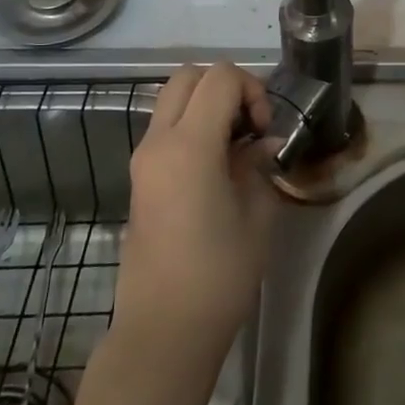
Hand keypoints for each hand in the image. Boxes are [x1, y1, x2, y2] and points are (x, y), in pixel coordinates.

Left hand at [116, 62, 281, 352]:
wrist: (164, 328)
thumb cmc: (219, 273)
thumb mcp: (257, 213)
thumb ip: (259, 164)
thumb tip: (262, 144)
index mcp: (189, 146)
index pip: (220, 77)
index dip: (252, 90)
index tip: (264, 129)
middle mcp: (158, 142)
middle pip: (188, 76)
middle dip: (226, 87)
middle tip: (250, 125)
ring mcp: (143, 159)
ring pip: (173, 100)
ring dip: (207, 106)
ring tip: (236, 146)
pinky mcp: (140, 178)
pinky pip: (166, 129)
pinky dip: (193, 127)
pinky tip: (218, 166)